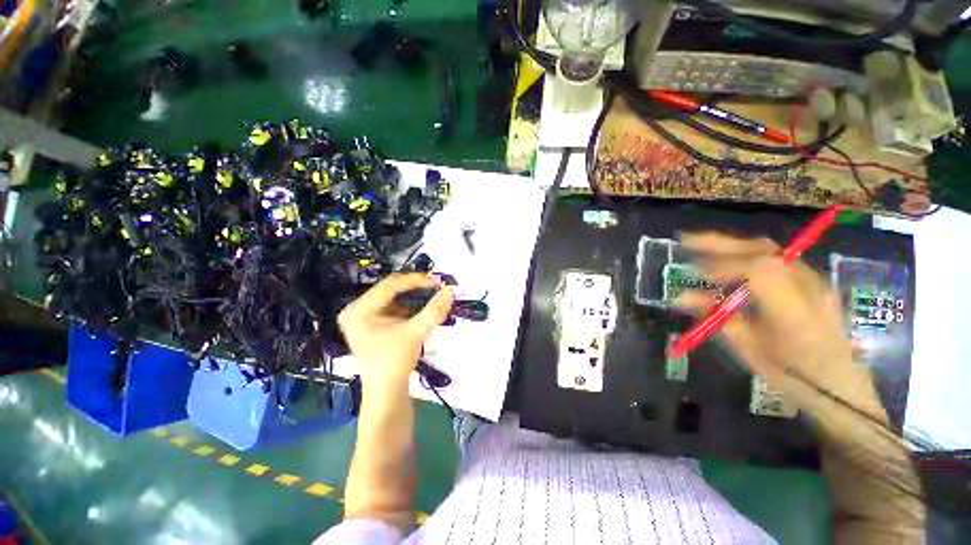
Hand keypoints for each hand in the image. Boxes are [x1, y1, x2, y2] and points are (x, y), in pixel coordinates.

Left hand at [338, 273, 453, 390]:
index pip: (390, 285)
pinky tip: (421, 313)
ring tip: (432, 299)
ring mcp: (364, 318)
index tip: (437, 281)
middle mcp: (357, 310)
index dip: (416, 281)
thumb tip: (450, 289)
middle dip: (415, 290)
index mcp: (359, 310)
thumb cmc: (394, 362)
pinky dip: (409, 308)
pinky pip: (393, 309)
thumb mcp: (415, 332)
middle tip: (436, 287)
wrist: (386, 394)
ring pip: (394, 299)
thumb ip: (434, 309)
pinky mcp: (373, 326)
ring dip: (414, 299)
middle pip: (391, 291)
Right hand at [676, 232, 886, 423]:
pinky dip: (747, 255)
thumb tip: (680, 297)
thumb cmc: (790, 372)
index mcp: (793, 310)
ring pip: (770, 249)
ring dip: (732, 246)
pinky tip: (730, 264)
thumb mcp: (747, 347)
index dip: (721, 266)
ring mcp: (813, 280)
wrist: (840, 383)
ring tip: (702, 248)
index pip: (758, 269)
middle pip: (762, 250)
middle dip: (720, 243)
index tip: (694, 273)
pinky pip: (776, 258)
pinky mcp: (811, 280)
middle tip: (686, 241)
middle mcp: (807, 286)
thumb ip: (716, 316)